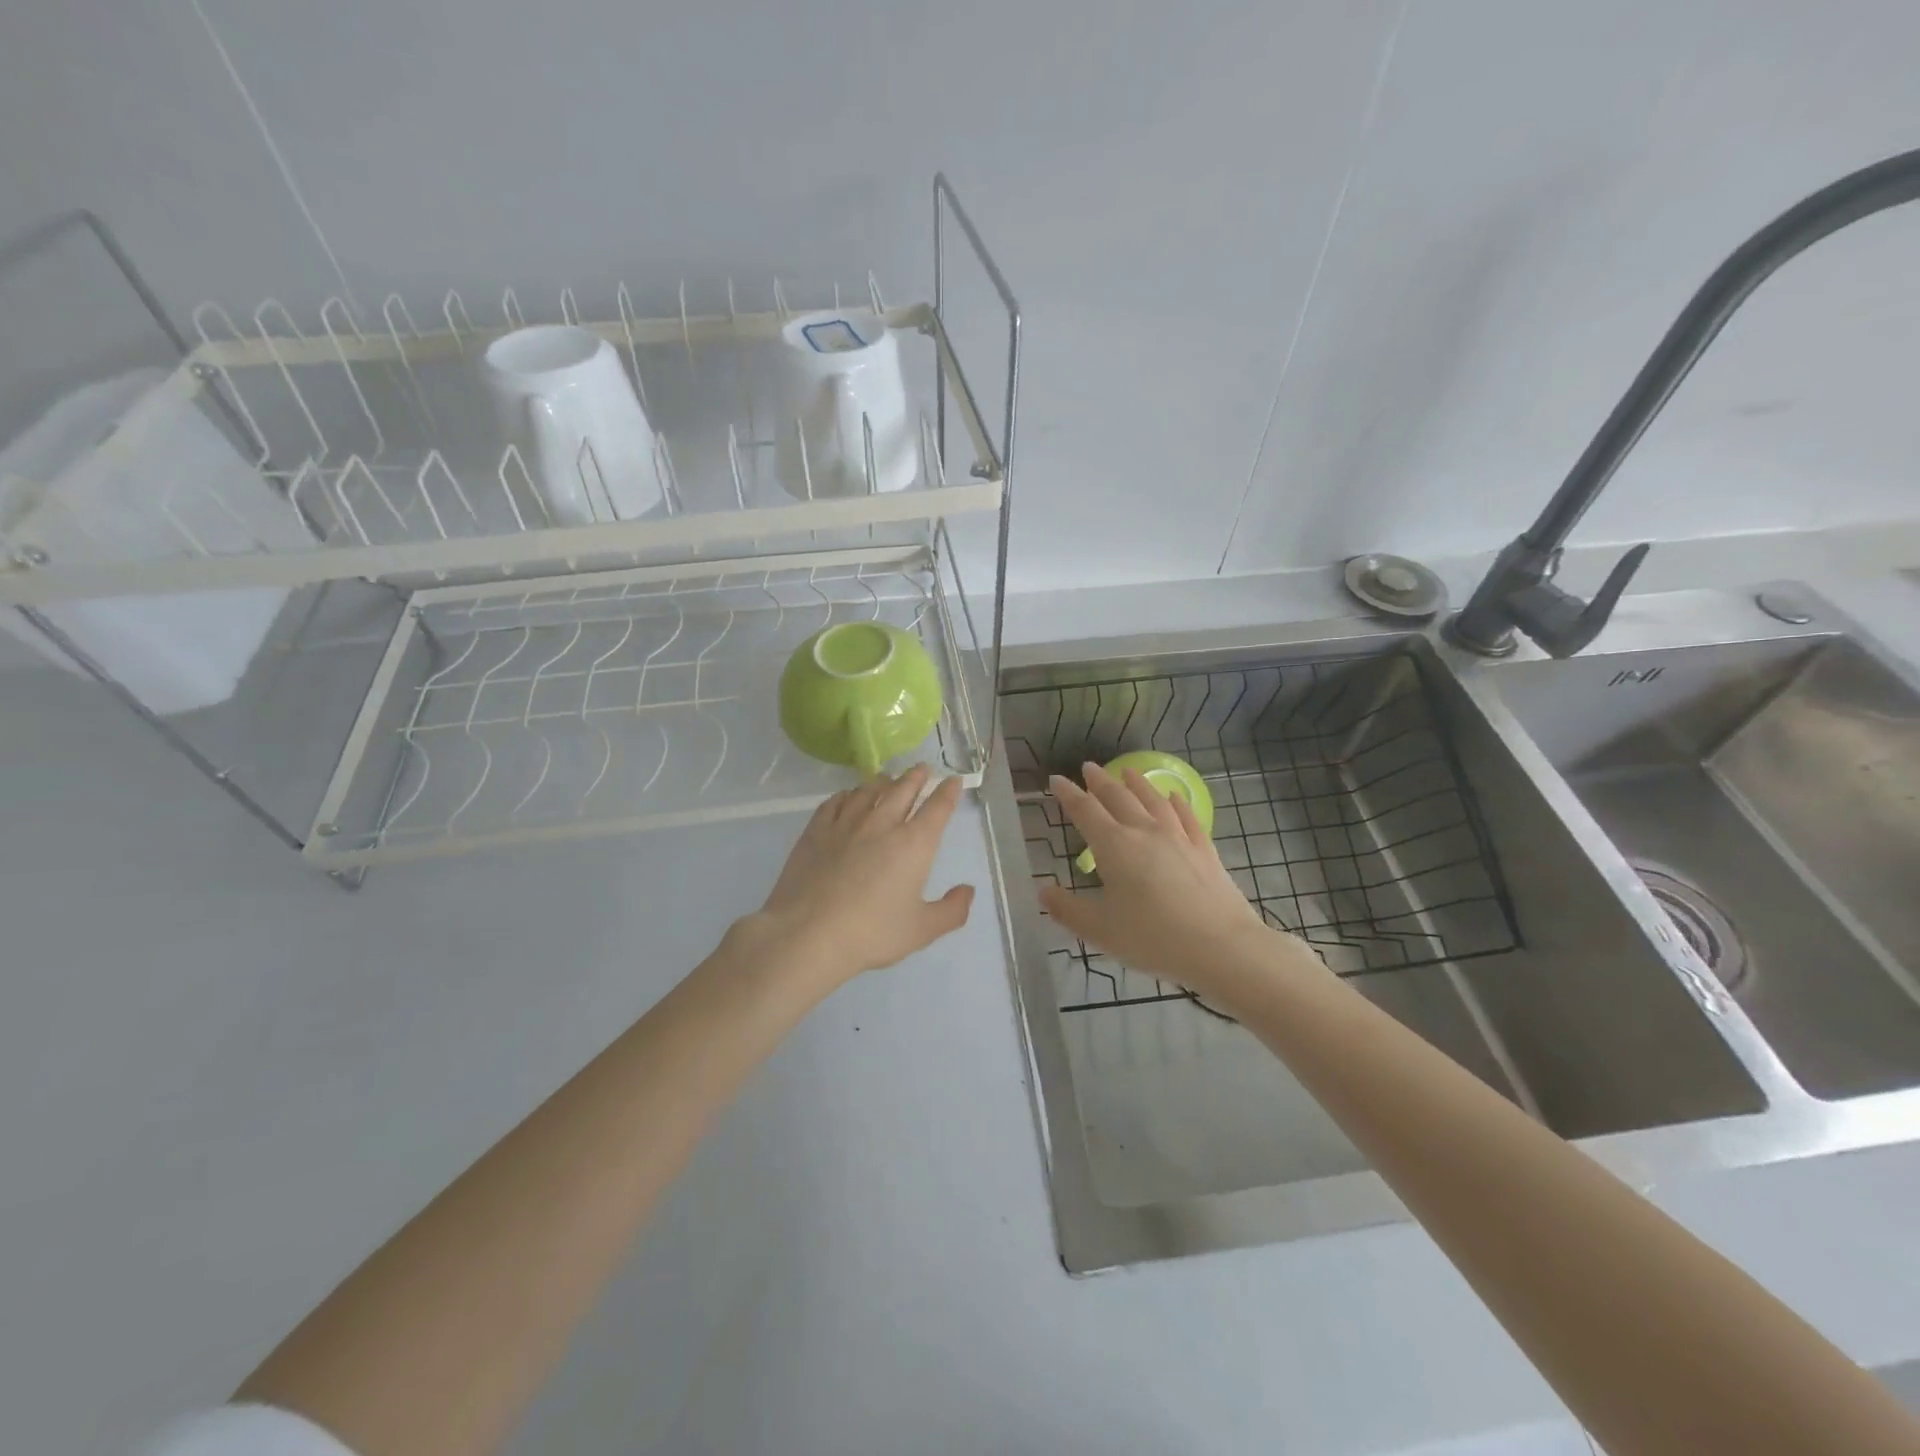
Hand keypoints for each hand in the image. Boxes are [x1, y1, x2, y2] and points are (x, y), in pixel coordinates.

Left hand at [743, 764, 974, 990]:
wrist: (808, 934)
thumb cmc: (872, 933)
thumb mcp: (922, 930)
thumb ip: (952, 910)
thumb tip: (968, 890)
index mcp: (914, 844)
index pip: (937, 808)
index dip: (948, 792)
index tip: (953, 780)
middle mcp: (883, 824)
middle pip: (903, 789)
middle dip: (917, 776)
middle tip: (923, 769)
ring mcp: (846, 824)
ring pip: (868, 790)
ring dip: (883, 781)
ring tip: (888, 779)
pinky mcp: (816, 830)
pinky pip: (836, 802)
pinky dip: (848, 795)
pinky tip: (848, 797)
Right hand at [1039, 763, 1304, 999]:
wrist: (1221, 946)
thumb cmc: (1152, 938)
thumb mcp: (1099, 930)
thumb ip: (1067, 909)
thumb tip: (1042, 890)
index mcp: (1114, 846)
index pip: (1085, 810)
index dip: (1068, 794)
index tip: (1056, 780)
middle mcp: (1144, 831)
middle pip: (1118, 797)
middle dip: (1100, 781)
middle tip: (1089, 767)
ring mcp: (1178, 837)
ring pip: (1152, 800)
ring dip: (1137, 783)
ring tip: (1128, 771)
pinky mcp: (1204, 849)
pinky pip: (1186, 816)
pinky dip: (1175, 802)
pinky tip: (1173, 797)